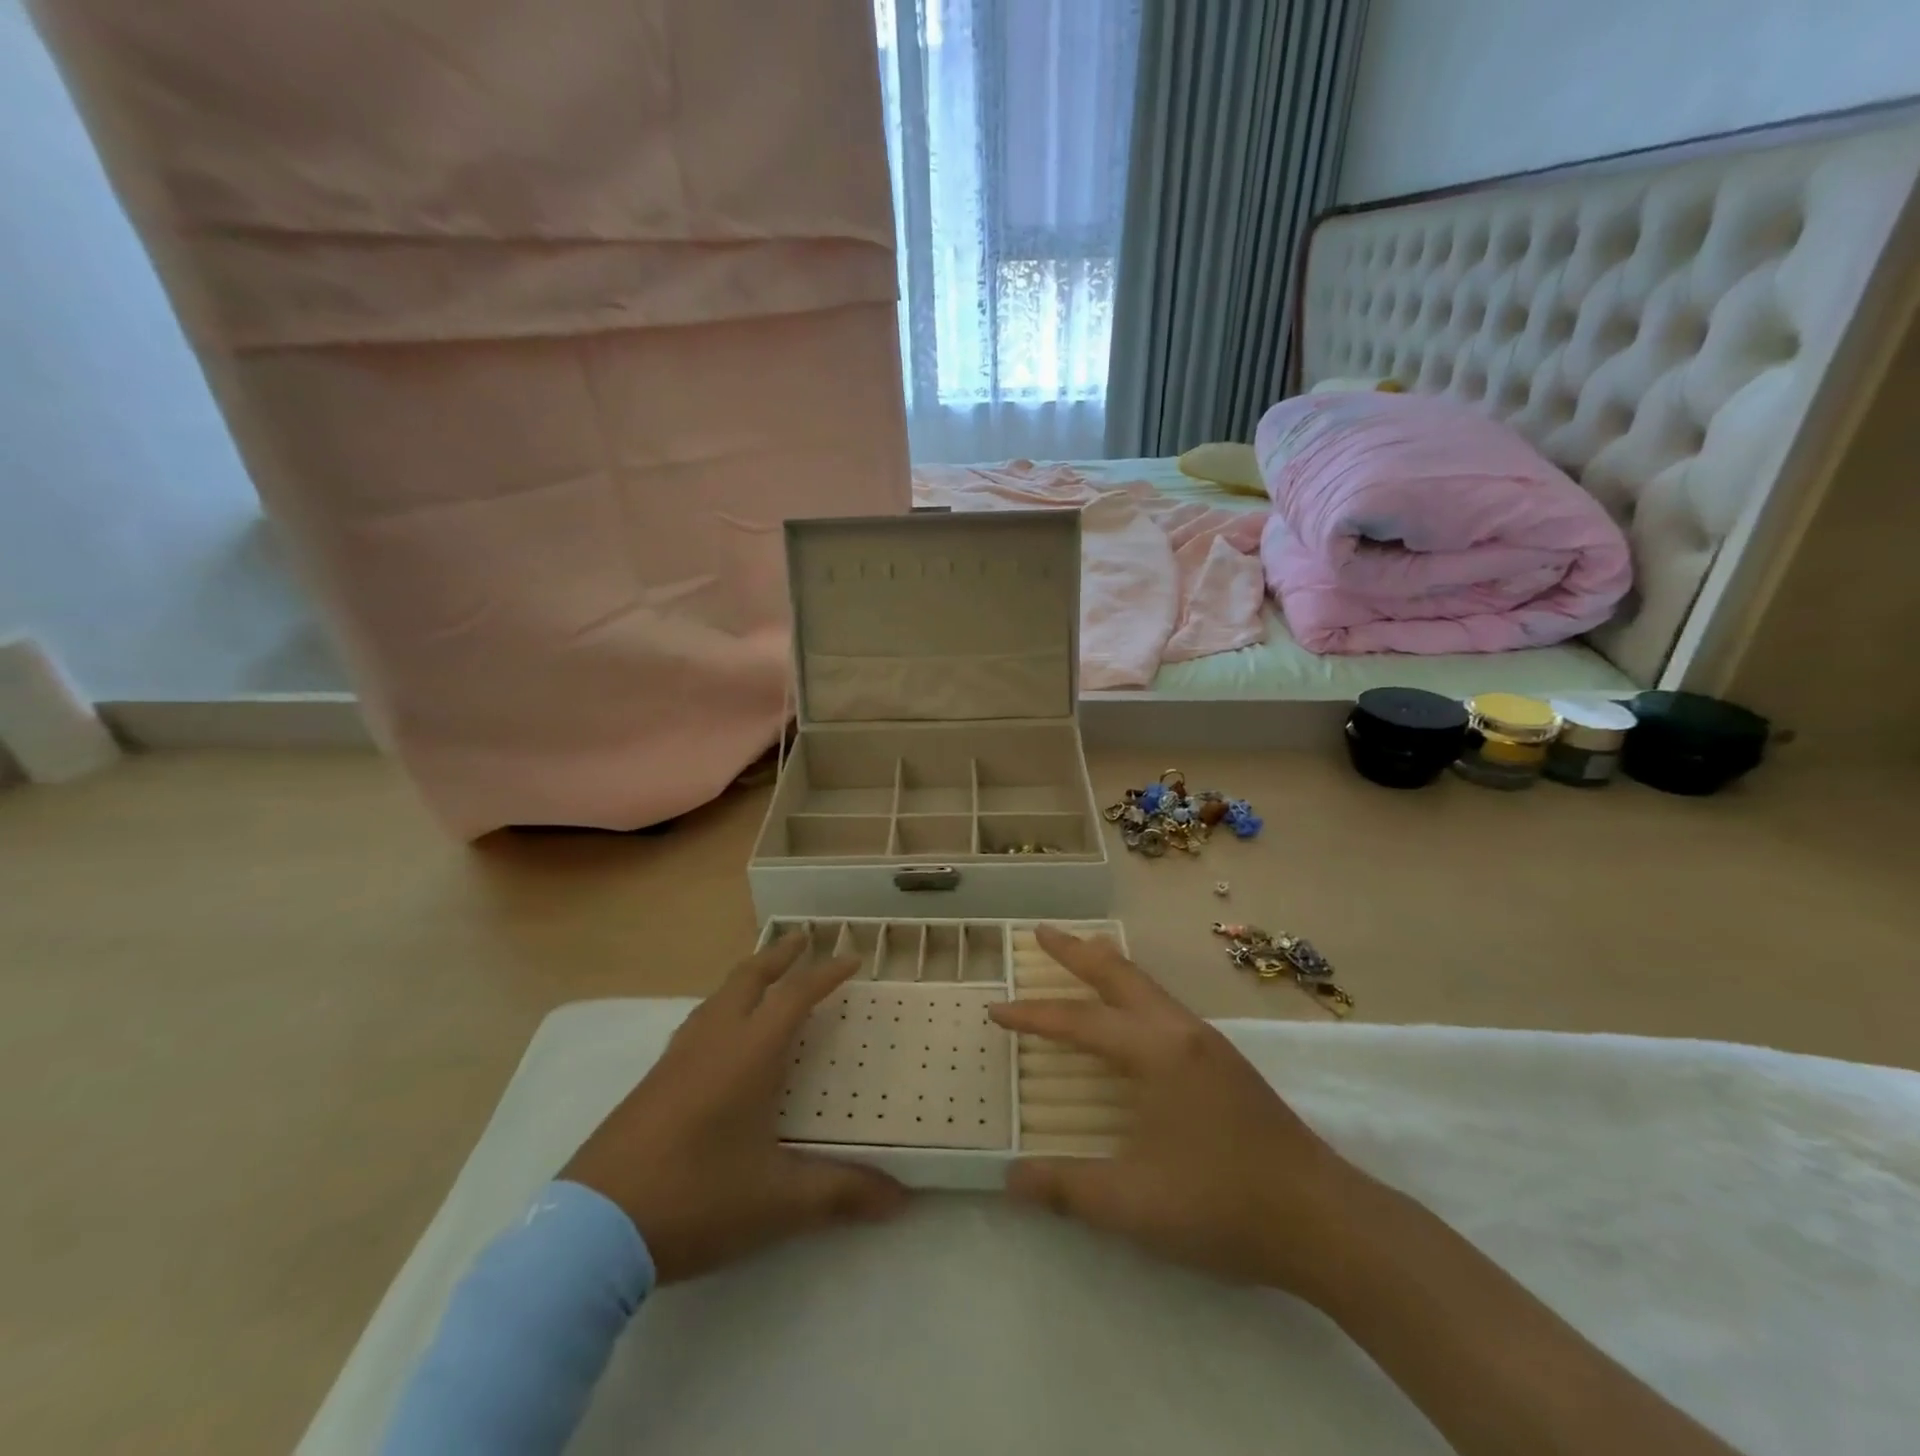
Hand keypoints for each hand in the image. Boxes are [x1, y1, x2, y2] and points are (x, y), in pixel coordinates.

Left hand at [560, 932, 907, 1283]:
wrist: (593, 1230)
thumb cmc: (695, 1199)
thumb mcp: (776, 1202)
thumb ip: (840, 1194)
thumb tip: (900, 1200)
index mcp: (748, 1054)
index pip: (794, 996)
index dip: (825, 974)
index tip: (851, 958)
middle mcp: (712, 1042)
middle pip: (748, 978)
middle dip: (779, 955)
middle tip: (803, 939)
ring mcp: (675, 1059)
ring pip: (717, 997)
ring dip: (747, 977)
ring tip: (765, 979)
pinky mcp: (650, 1082)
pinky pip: (696, 1023)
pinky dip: (721, 1007)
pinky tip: (719, 1036)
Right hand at [988, 925, 1362, 1295]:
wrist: (1324, 1220)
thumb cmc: (1223, 1204)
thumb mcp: (1134, 1205)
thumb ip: (1067, 1188)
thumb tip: (1009, 1178)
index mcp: (1155, 1051)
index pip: (1079, 1022)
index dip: (1033, 1016)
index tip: (996, 1008)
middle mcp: (1180, 1032)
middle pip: (1120, 975)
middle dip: (1076, 952)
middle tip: (1041, 932)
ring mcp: (1208, 1042)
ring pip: (1147, 985)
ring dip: (1109, 967)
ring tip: (1083, 953)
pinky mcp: (1225, 1061)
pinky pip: (1165, 1005)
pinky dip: (1134, 991)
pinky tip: (1133, 1013)